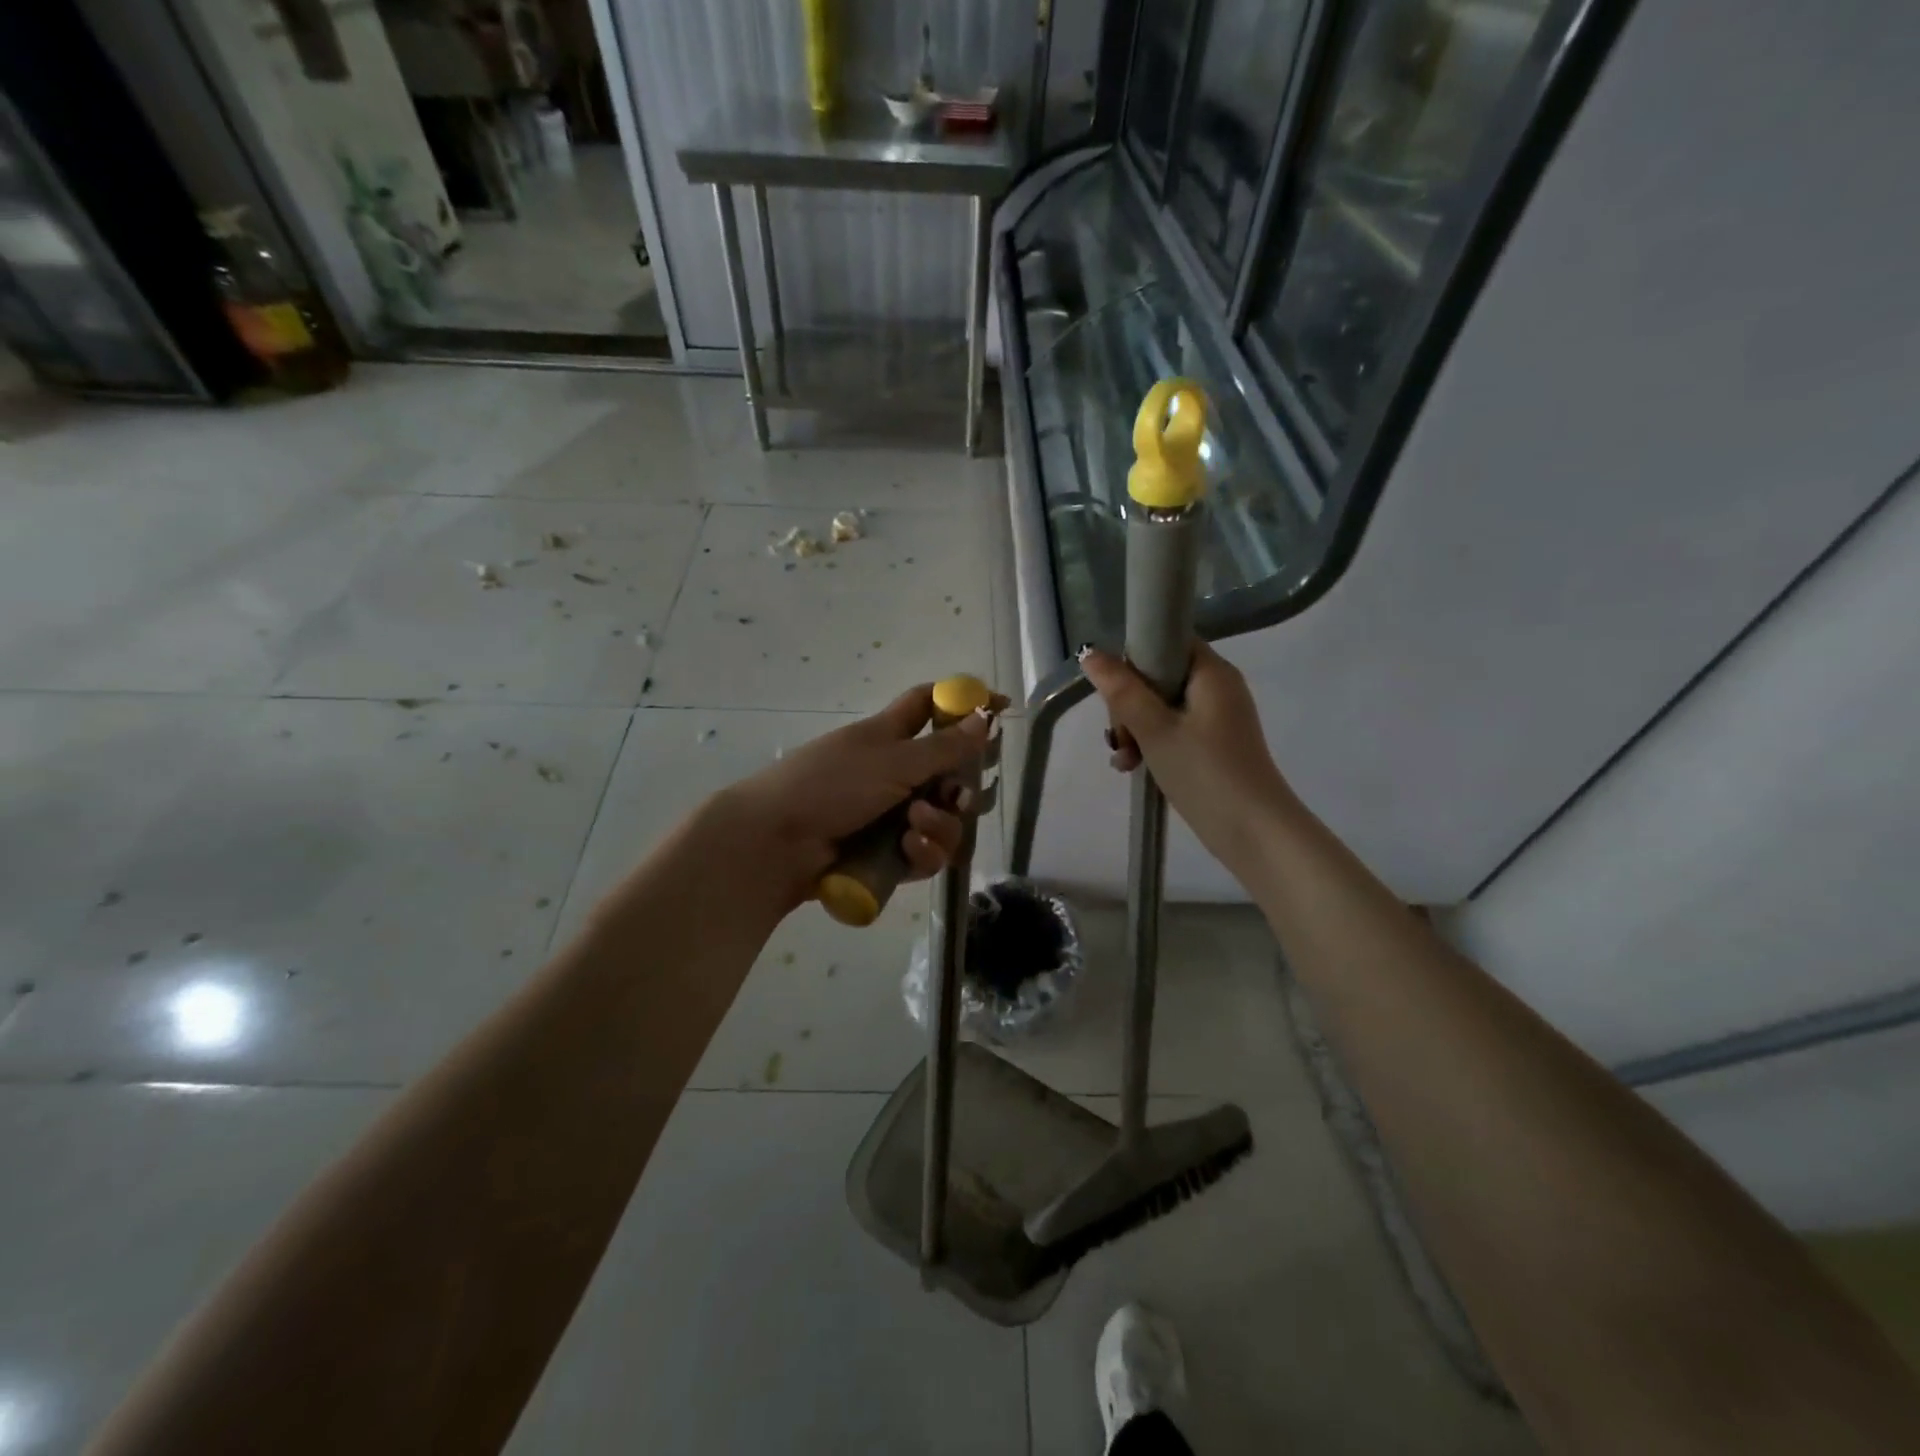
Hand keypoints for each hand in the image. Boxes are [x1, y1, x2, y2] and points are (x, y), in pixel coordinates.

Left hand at [706, 684, 1000, 913]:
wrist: (778, 842)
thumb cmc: (831, 784)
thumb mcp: (892, 759)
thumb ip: (944, 745)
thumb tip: (985, 716)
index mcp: (890, 735)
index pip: (932, 706)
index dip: (964, 702)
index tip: (999, 708)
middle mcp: (896, 772)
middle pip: (950, 773)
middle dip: (962, 787)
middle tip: (958, 795)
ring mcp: (892, 815)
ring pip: (944, 819)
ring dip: (940, 824)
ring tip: (915, 825)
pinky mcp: (889, 854)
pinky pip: (926, 852)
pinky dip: (924, 852)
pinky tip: (909, 849)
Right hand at [1080, 642, 1297, 874]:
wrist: (1253, 833)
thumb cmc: (1204, 773)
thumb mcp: (1154, 729)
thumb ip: (1121, 690)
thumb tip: (1090, 652)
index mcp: (1212, 672)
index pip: (1166, 640)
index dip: (1135, 660)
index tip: (1116, 694)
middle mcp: (1218, 687)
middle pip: (1159, 676)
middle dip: (1129, 705)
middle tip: (1120, 738)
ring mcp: (1217, 717)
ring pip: (1161, 707)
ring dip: (1135, 729)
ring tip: (1125, 761)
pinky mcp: (1214, 744)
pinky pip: (1173, 729)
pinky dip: (1152, 744)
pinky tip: (1134, 767)